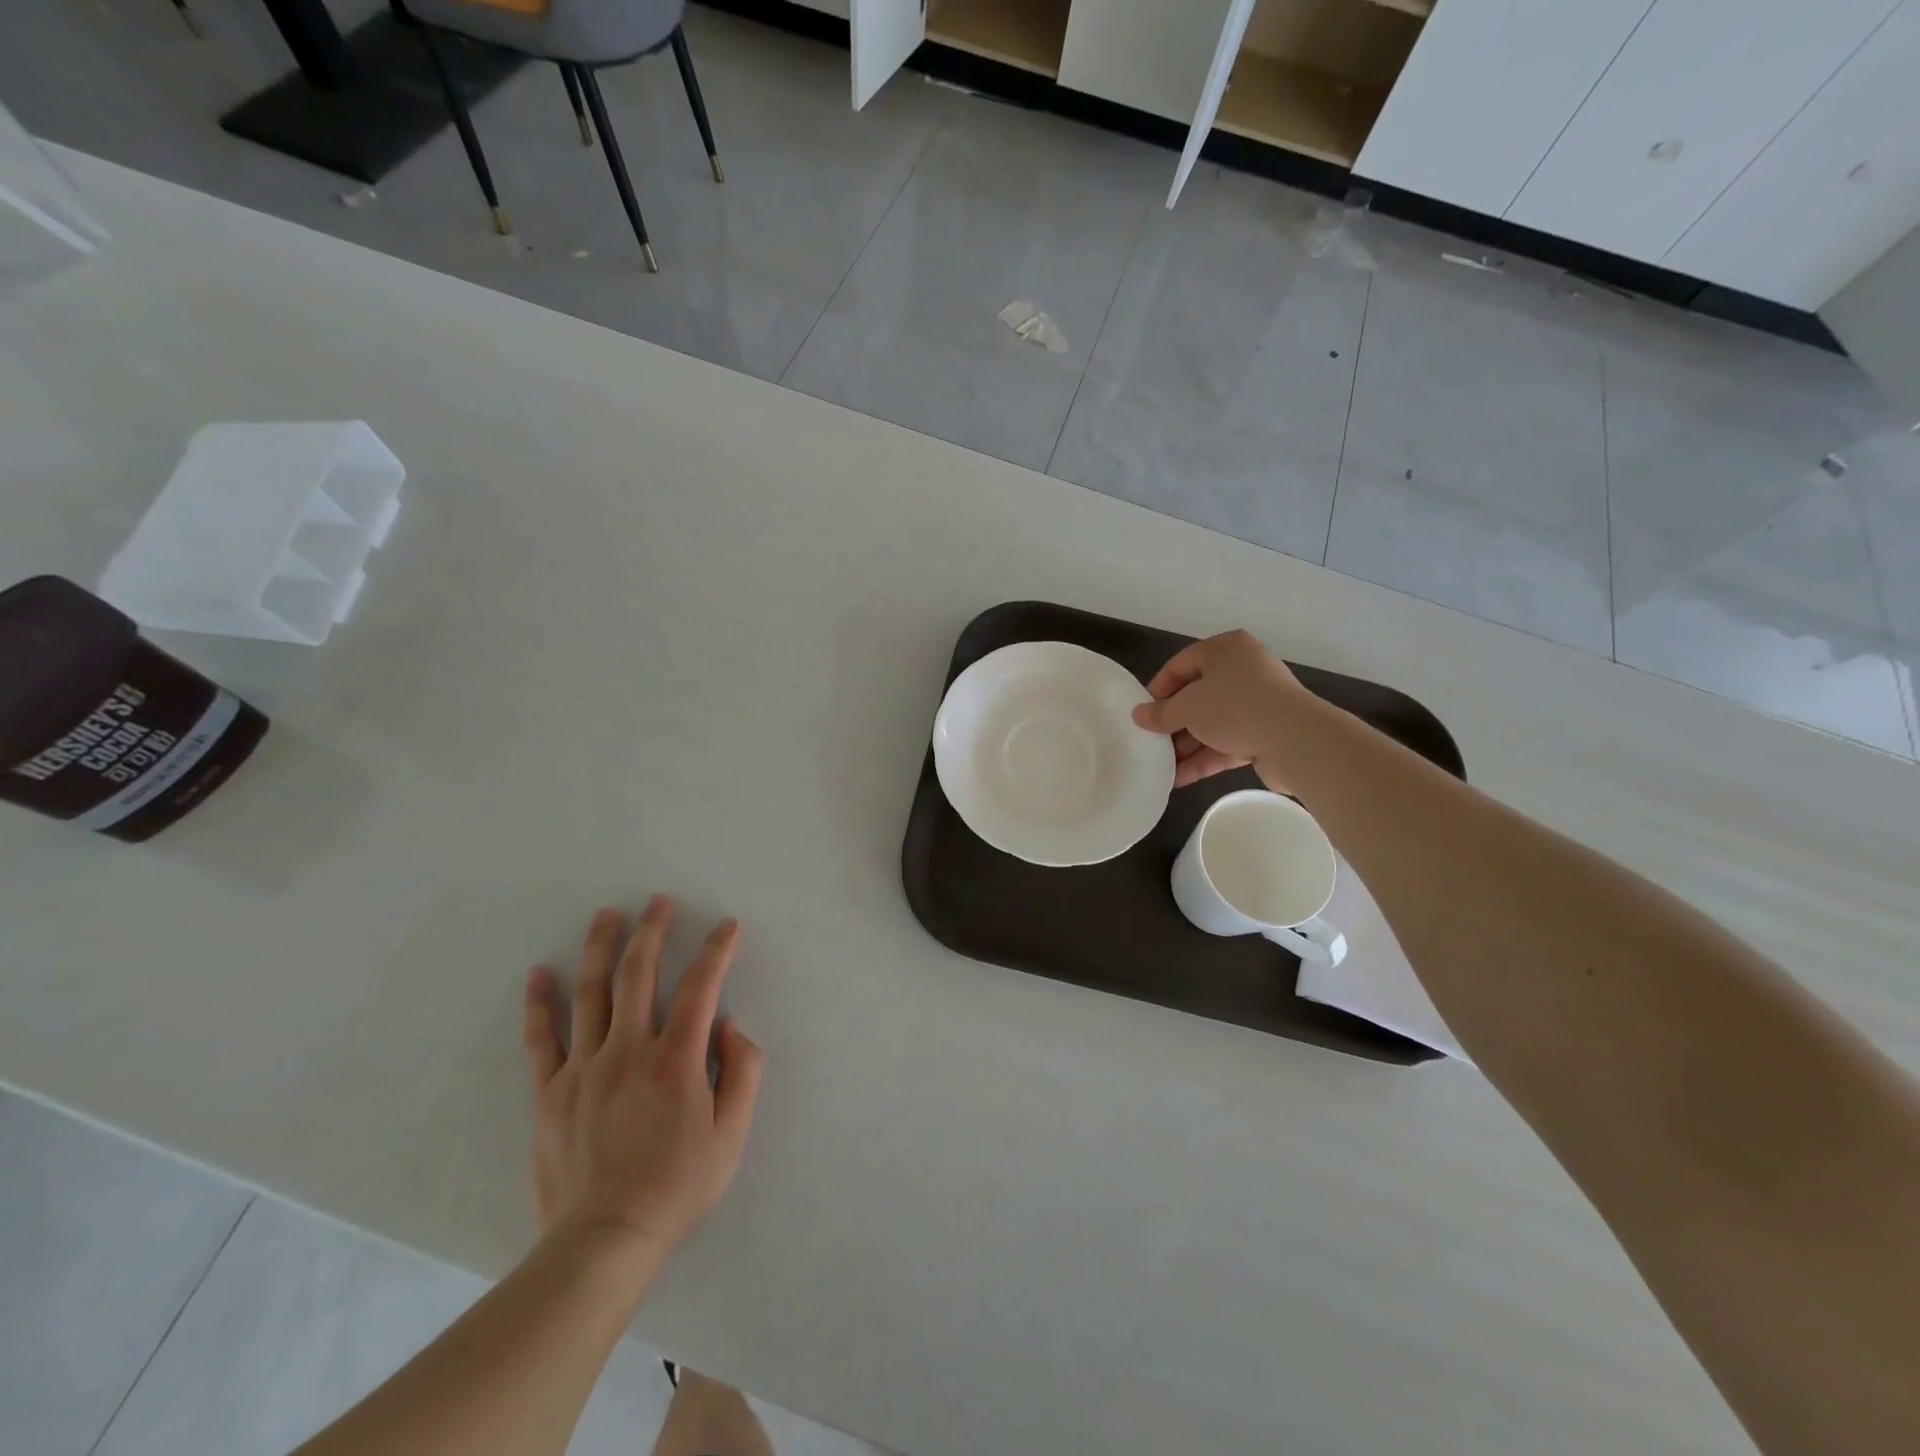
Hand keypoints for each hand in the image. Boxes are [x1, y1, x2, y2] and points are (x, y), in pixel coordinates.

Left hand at [522, 896, 764, 1274]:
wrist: (604, 1241)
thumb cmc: (678, 1186)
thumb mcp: (732, 1134)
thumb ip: (742, 1072)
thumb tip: (730, 1026)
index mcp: (675, 1060)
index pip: (700, 988)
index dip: (716, 951)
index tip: (727, 926)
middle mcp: (628, 1050)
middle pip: (639, 975)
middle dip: (652, 932)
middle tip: (658, 901)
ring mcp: (584, 1068)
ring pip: (591, 994)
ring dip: (600, 949)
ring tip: (607, 915)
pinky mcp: (551, 1092)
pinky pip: (542, 1039)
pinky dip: (540, 1003)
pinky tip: (540, 973)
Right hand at [1131, 629, 1310, 787]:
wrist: (1297, 741)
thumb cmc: (1235, 708)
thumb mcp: (1188, 707)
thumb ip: (1160, 712)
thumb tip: (1138, 715)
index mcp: (1226, 650)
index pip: (1181, 664)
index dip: (1157, 689)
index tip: (1141, 713)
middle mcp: (1243, 671)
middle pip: (1197, 696)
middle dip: (1172, 723)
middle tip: (1149, 742)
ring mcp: (1256, 704)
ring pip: (1211, 723)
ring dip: (1186, 746)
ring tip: (1159, 767)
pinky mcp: (1264, 733)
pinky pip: (1226, 743)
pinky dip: (1204, 758)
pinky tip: (1179, 779)